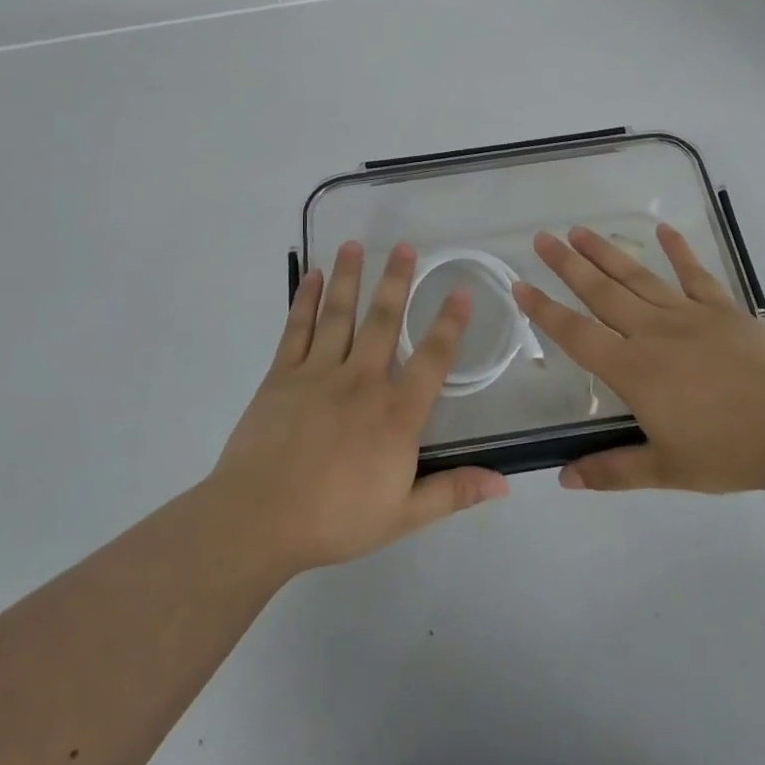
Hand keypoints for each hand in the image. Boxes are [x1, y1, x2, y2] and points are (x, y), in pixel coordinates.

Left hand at [208, 241, 509, 575]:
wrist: (260, 520)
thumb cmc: (336, 519)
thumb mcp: (404, 514)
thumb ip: (453, 491)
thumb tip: (504, 482)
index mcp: (396, 413)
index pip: (432, 359)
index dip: (450, 324)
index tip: (460, 292)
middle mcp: (362, 380)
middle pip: (384, 321)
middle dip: (397, 281)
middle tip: (406, 246)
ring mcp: (319, 373)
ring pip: (340, 314)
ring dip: (349, 277)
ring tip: (355, 244)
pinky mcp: (282, 375)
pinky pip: (297, 329)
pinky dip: (305, 300)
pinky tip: (311, 277)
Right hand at [513, 224, 764, 494]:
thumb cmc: (730, 452)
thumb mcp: (667, 470)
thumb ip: (612, 470)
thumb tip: (563, 479)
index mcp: (634, 370)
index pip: (577, 335)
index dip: (544, 311)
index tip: (519, 285)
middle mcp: (653, 333)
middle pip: (601, 293)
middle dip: (567, 265)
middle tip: (542, 238)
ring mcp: (689, 315)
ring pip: (638, 277)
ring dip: (606, 252)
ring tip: (580, 230)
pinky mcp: (723, 308)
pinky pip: (695, 274)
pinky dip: (679, 250)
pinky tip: (663, 230)